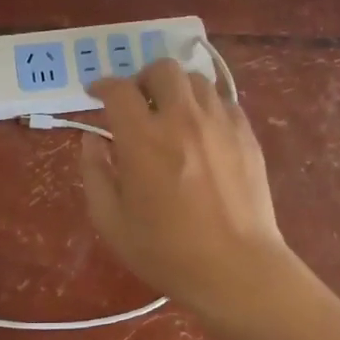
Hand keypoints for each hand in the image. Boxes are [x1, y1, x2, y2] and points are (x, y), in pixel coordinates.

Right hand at [81, 59, 295, 317]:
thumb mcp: (112, 221)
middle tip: (138, 102)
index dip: (102, 86)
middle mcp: (182, 119)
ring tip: (172, 113)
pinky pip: (223, 101)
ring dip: (177, 89)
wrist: (236, 269)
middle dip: (143, 79)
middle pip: (162, 69)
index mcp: (143, 139)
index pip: (118, 90)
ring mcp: (220, 123)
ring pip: (196, 80)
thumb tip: (92, 141)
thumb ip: (95, 174)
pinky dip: (205, 106)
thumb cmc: (167, 252)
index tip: (96, 94)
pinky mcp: (246, 134)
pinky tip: (202, 131)